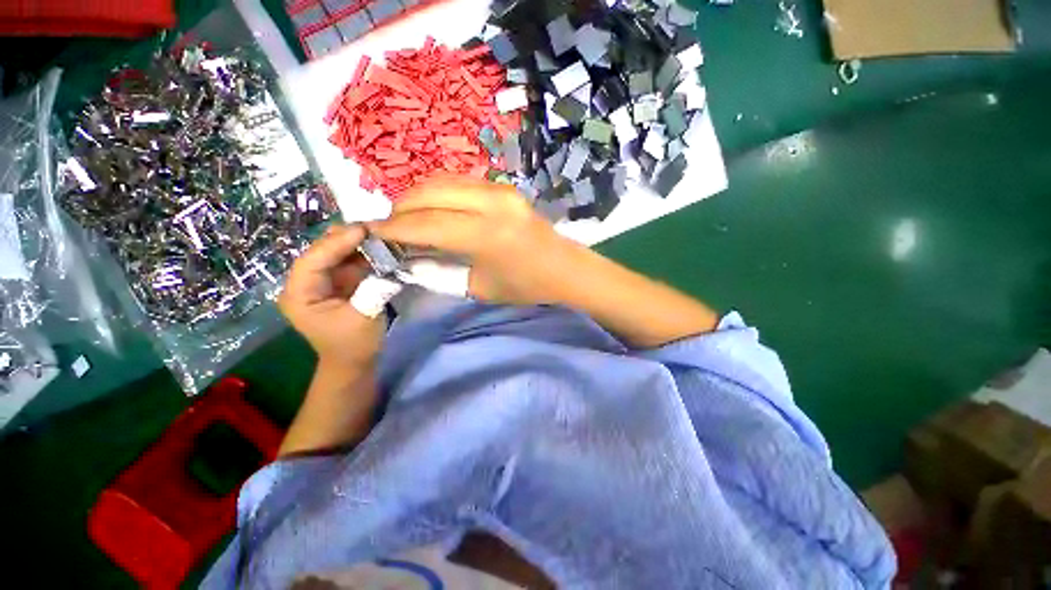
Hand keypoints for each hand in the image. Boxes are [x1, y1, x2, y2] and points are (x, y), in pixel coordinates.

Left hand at [279, 224, 384, 367]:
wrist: (354, 361)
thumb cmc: (354, 344)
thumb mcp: (365, 318)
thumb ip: (374, 289)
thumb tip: (388, 263)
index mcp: (299, 295)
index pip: (312, 261)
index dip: (335, 243)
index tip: (362, 230)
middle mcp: (305, 283)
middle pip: (321, 252)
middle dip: (346, 239)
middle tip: (374, 228)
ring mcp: (322, 282)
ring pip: (336, 254)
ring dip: (357, 244)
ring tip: (380, 234)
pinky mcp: (338, 283)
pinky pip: (348, 262)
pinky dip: (364, 254)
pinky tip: (379, 247)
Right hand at [366, 176, 579, 304]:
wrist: (566, 269)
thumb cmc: (526, 286)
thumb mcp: (479, 288)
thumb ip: (439, 271)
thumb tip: (407, 258)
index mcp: (486, 234)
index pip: (426, 224)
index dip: (394, 228)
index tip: (371, 233)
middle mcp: (491, 202)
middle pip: (430, 193)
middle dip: (401, 207)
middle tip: (389, 226)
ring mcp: (500, 190)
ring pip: (443, 181)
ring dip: (419, 196)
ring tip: (408, 217)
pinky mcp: (505, 187)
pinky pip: (461, 182)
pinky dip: (439, 192)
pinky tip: (434, 208)